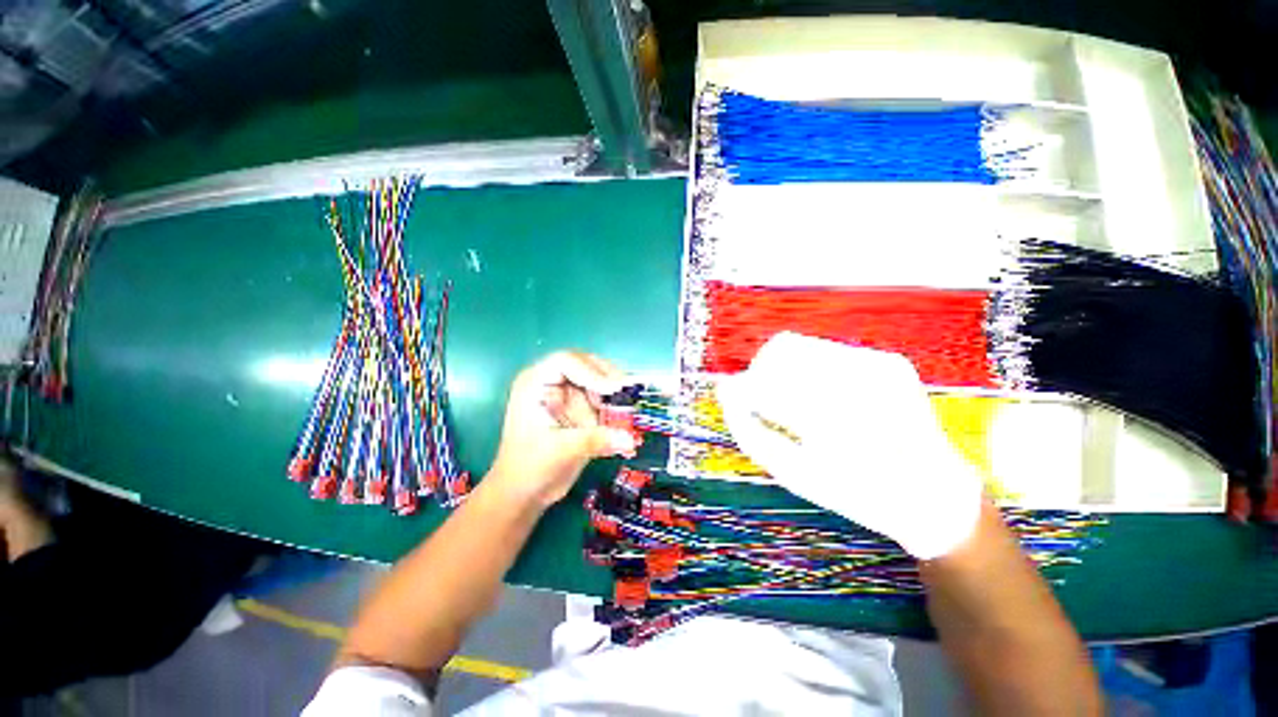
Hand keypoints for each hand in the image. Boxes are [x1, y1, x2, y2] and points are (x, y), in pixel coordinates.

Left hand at [487, 352, 638, 507]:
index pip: (566, 361)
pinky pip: (600, 398)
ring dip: (612, 394)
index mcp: (535, 383)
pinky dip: (612, 407)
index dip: (591, 371)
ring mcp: (565, 394)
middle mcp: (551, 382)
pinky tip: (620, 420)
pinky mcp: (577, 407)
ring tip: (625, 411)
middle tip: (627, 395)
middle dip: (607, 379)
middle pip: (585, 365)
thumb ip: (595, 440)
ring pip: (596, 380)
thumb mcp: (561, 451)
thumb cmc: (529, 468)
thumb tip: (628, 438)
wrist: (523, 493)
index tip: (612, 390)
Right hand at [716, 332, 982, 559]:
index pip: (764, 382)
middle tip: (761, 400)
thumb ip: (750, 431)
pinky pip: (826, 351)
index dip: (741, 389)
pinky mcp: (888, 360)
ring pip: (801, 345)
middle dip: (760, 373)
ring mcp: (877, 364)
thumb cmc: (854, 492)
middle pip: (780, 350)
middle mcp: (857, 379)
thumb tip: (725, 392)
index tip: (732, 400)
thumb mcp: (793, 473)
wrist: (932, 494)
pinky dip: (809, 369)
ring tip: (788, 398)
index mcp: (831, 418)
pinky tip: (819, 395)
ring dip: (782, 369)